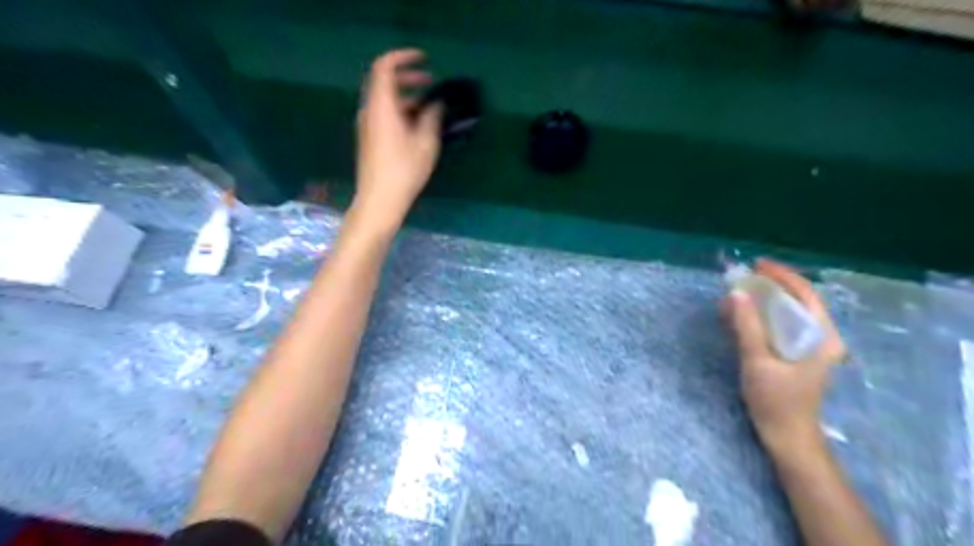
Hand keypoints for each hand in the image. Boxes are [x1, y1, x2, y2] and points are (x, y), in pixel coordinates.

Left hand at [354, 47, 443, 229]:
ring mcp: (367, 125)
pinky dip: (400, 110)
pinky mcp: (370, 139)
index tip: (424, 60)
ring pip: (385, 100)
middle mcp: (369, 111)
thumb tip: (436, 104)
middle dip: (408, 77)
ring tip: (429, 106)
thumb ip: (431, 117)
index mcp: (381, 106)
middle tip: (431, 82)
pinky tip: (417, 125)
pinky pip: (383, 114)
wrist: (379, 200)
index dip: (403, 57)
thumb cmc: (404, 171)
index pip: (384, 67)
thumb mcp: (425, 143)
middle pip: (384, 82)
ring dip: (405, 96)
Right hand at [717, 260, 848, 456]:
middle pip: (796, 302)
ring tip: (736, 294)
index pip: (806, 295)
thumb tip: (735, 294)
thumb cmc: (777, 401)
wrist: (787, 437)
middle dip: (769, 287)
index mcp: (822, 338)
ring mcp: (807, 348)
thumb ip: (747, 327)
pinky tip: (738, 316)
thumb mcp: (758, 362)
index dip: (783, 276)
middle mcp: (819, 338)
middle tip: (743, 277)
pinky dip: (759, 318)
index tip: (757, 265)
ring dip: (762, 302)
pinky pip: (777, 328)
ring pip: (786, 314)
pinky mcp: (793, 356)